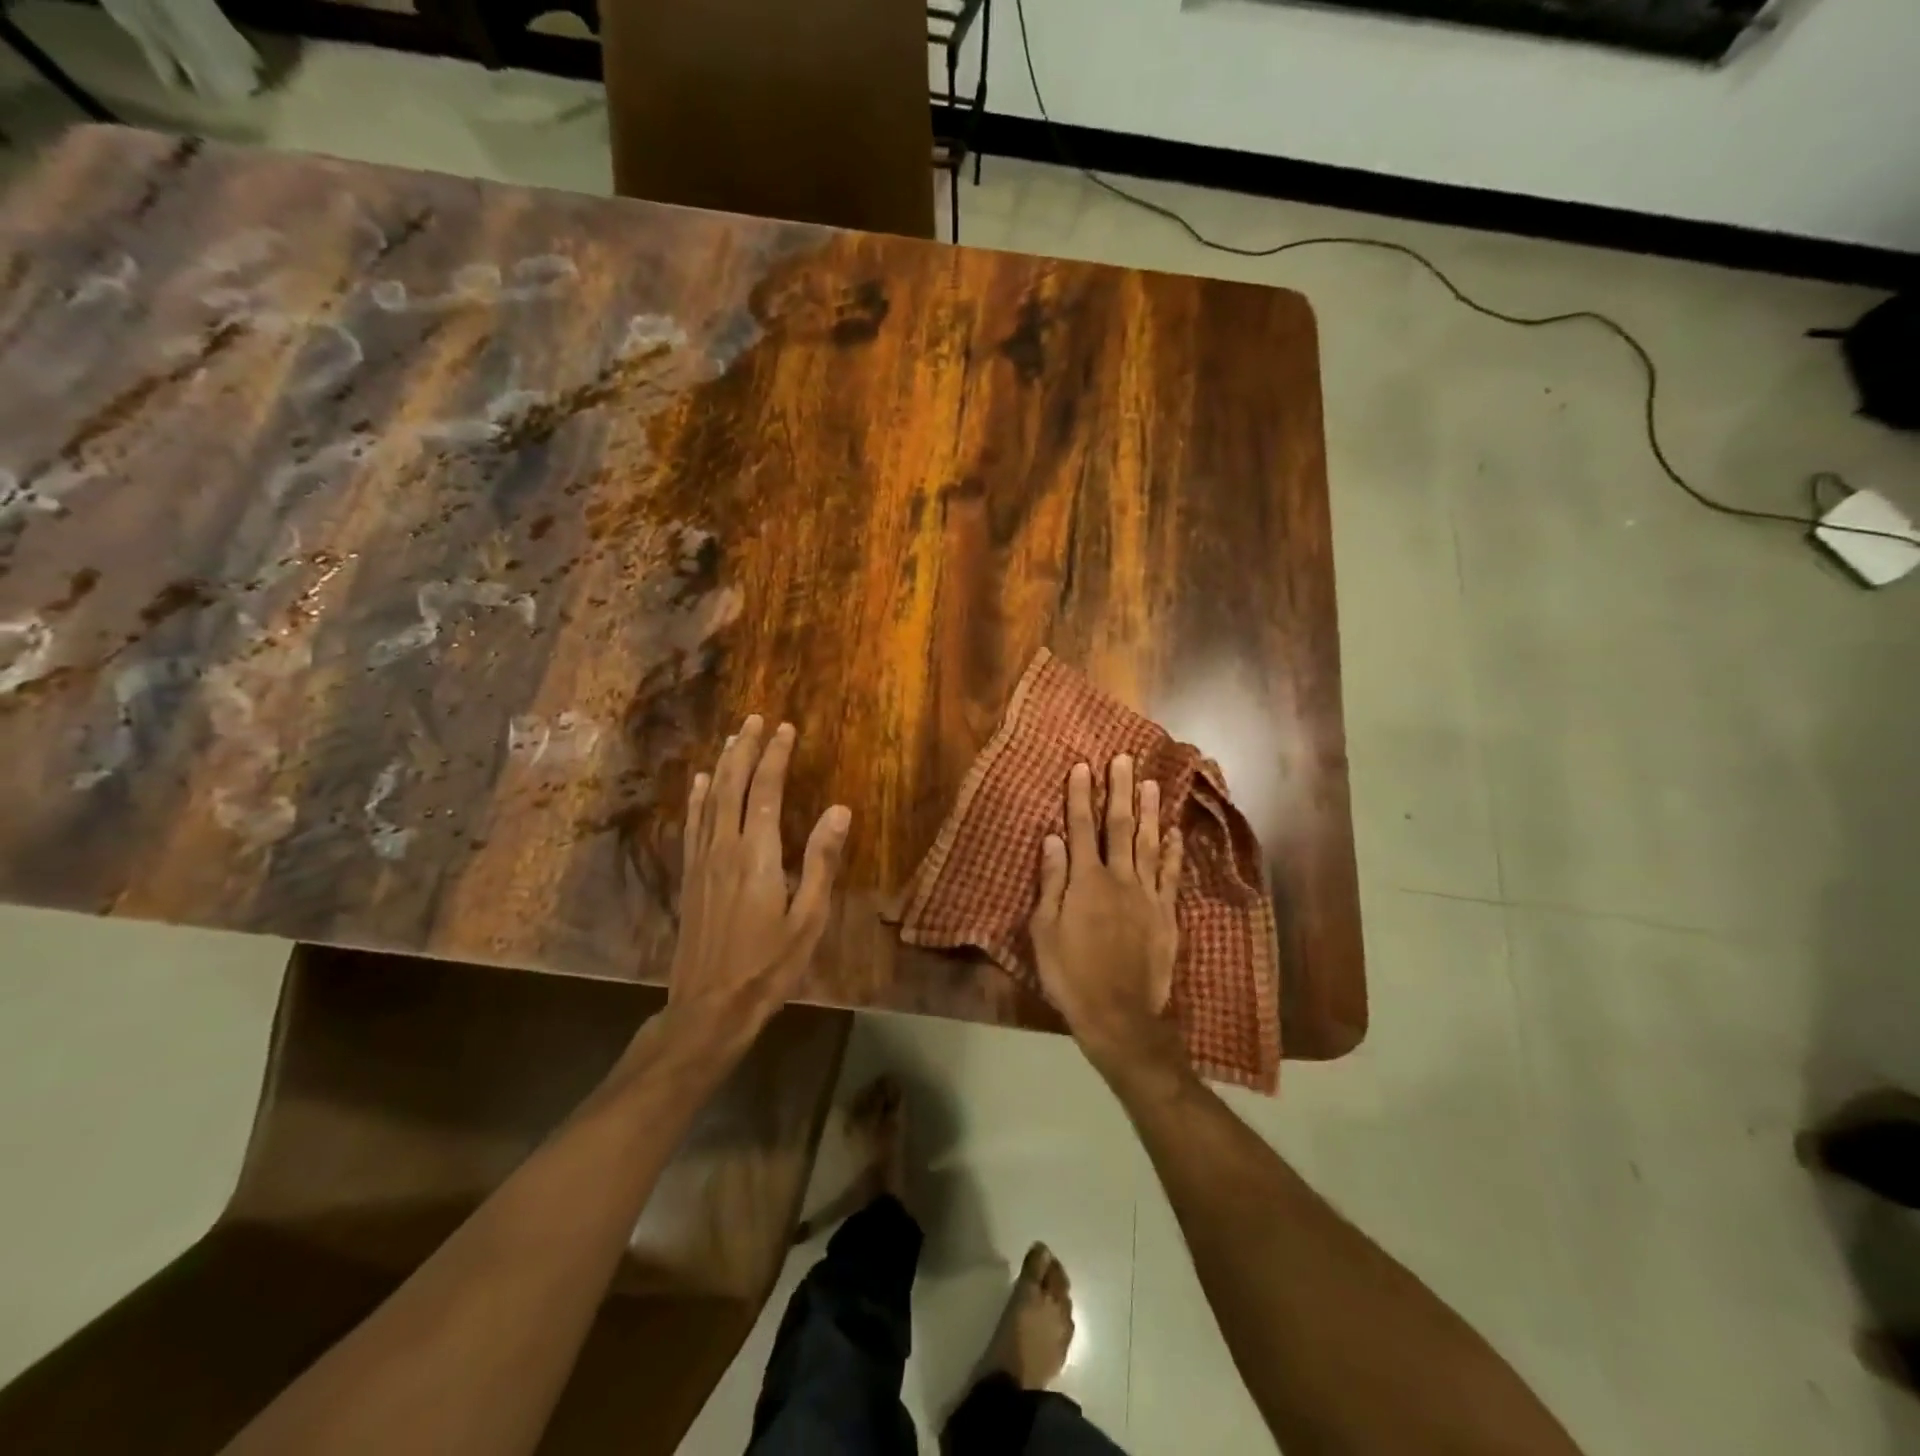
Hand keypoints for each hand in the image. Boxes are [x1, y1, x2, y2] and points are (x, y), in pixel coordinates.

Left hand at [667, 715, 850, 1056]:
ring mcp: (702, 862)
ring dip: (721, 765)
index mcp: (758, 856)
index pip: (767, 792)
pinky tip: (697, 783)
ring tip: (732, 738)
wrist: (710, 1006)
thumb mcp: (809, 919)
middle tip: (756, 719)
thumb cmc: (769, 965)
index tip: (785, 728)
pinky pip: (692, 825)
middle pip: (733, 786)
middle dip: (745, 749)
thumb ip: (822, 862)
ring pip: (710, 800)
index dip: (775, 757)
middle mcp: (725, 848)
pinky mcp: (690, 877)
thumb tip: (840, 810)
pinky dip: (696, 799)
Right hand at [1029, 755, 1183, 1073]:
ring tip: (1150, 783)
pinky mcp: (1166, 914)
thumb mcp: (1044, 930)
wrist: (1118, 1014)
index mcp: (1086, 881)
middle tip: (1123, 759)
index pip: (1081, 828)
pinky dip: (1173, 852)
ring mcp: (1147, 895)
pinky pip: (1170, 875)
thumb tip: (1052, 838)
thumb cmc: (1070, 973)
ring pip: (1149, 844)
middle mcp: (1119, 878)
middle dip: (1120, 791)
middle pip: (1120, 827)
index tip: (1083, 766)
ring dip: (1149, 811)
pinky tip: (1174, 832)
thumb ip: (1052, 881)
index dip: (1081, 796)